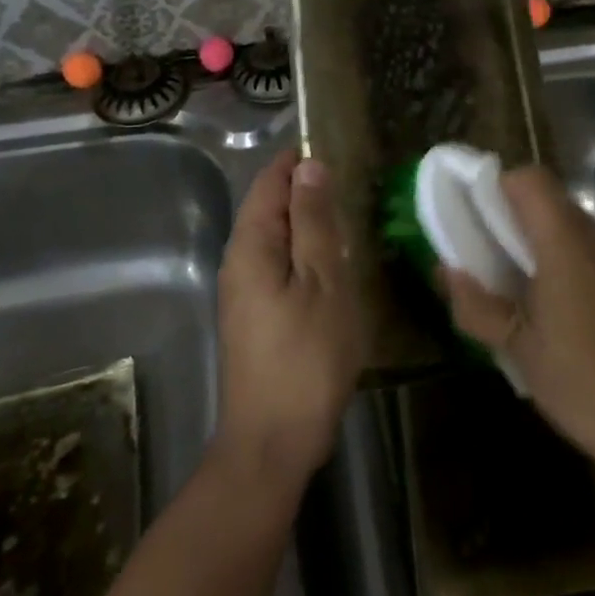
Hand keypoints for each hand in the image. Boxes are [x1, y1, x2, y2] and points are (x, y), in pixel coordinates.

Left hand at [215, 150, 364, 490]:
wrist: (272, 441)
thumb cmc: (305, 357)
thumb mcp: (321, 281)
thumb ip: (313, 221)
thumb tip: (309, 165)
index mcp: (251, 244)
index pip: (270, 180)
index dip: (301, 161)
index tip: (342, 153)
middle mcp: (238, 260)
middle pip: (270, 206)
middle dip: (307, 190)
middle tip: (356, 188)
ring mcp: (244, 290)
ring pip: (276, 237)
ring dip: (309, 223)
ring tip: (352, 221)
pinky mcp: (255, 315)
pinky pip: (279, 265)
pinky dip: (305, 254)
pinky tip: (335, 266)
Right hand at [441, 165, 594, 470]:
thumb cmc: (581, 383)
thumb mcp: (516, 347)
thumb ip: (475, 304)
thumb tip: (446, 269)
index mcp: (565, 243)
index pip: (530, 179)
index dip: (498, 187)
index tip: (476, 218)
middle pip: (549, 199)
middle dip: (512, 216)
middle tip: (486, 254)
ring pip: (570, 223)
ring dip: (538, 238)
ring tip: (517, 283)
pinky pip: (590, 249)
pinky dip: (565, 258)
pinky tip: (556, 305)